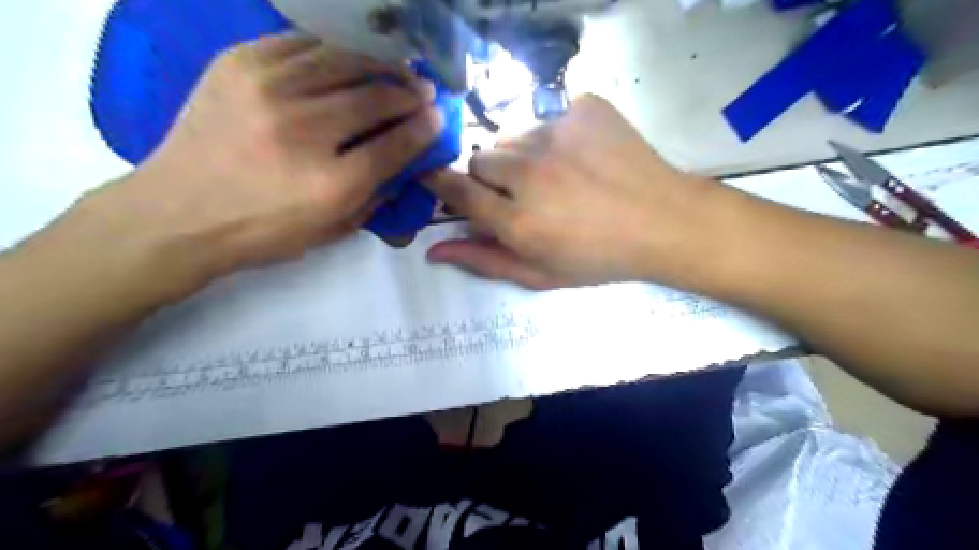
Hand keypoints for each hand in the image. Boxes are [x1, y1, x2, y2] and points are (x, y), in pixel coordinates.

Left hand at [68, 32, 445, 300]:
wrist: (179, 214)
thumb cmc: (265, 231)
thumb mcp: (333, 229)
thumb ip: (377, 194)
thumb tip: (407, 161)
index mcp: (333, 183)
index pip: (396, 144)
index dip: (425, 128)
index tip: (438, 117)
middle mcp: (305, 130)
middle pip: (375, 98)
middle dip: (409, 92)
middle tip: (424, 91)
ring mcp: (268, 89)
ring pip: (343, 60)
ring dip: (379, 64)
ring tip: (396, 70)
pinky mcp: (238, 64)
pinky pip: (301, 43)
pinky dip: (333, 50)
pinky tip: (348, 59)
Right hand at [425, 94, 715, 288]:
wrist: (663, 222)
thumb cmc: (599, 257)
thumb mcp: (539, 274)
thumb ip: (484, 260)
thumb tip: (434, 251)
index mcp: (517, 220)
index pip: (456, 189)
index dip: (442, 183)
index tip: (438, 179)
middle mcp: (529, 172)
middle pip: (481, 157)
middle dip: (492, 176)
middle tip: (522, 192)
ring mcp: (558, 133)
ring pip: (514, 135)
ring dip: (524, 154)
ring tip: (557, 174)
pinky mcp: (584, 108)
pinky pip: (550, 115)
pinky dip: (558, 135)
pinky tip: (583, 155)